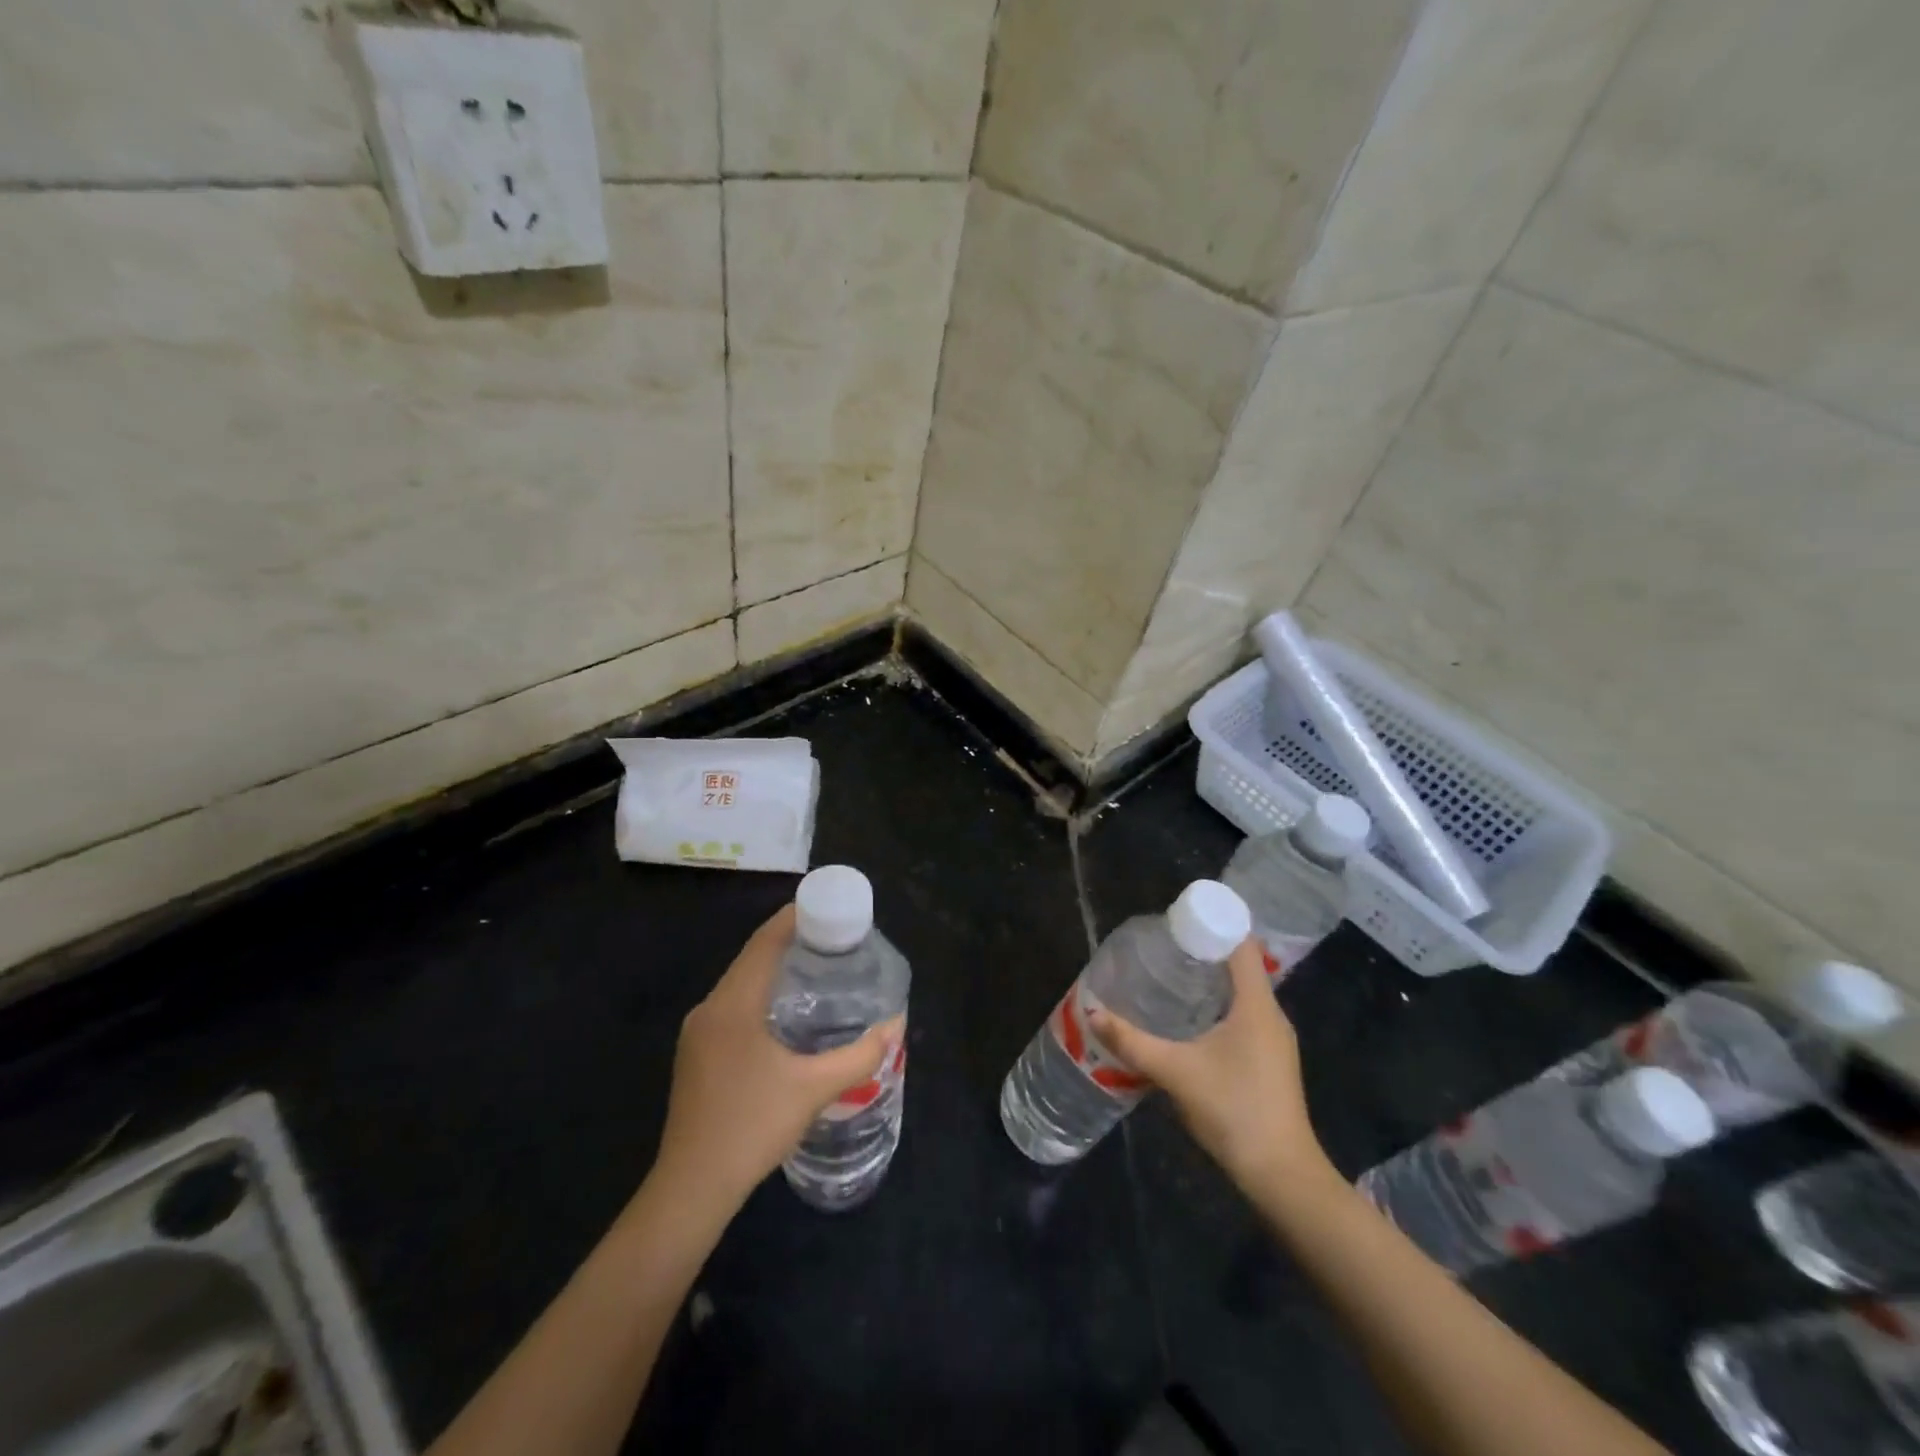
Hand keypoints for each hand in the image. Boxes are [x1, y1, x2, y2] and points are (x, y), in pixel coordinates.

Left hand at [650, 904, 902, 1216]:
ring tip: (817, 971)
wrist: (691, 1189)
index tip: (826, 906)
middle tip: (833, 940)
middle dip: (789, 943)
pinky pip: (733, 1008)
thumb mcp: (814, 1089)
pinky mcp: (697, 1057)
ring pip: (741, 985)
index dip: (792, 918)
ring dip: (774, 971)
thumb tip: (896, 1024)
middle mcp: (709, 1010)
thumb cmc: (751, 1127)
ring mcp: (698, 1035)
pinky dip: (761, 997)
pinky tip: (787, 1016)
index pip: (763, 943)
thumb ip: (859, 1055)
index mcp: (732, 1005)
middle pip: (751, 960)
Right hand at [1087, 938, 1334, 1193]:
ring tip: (1169, 975)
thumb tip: (1092, 1012)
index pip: (1241, 945)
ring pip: (1242, 993)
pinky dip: (1218, 1006)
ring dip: (1210, 981)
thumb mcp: (1175, 1072)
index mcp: (1256, 1005)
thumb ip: (1132, 1041)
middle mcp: (1271, 1015)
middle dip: (1203, 951)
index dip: (1213, 924)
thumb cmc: (1233, 1110)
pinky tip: (1189, 1020)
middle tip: (1162, 946)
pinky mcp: (1271, 1061)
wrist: (1281, 1175)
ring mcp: (1274, 1040)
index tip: (1178, 919)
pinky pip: (1244, 1016)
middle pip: (1240, 966)